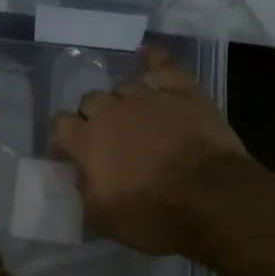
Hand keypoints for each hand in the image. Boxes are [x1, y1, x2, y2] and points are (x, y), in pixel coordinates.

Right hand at [50, 45, 248, 257]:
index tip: (74, 152)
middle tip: (111, 139)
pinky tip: (148, 55)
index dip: (67, 137)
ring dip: (125, 100)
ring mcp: (148, 96)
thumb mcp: (105, 220)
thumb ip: (85, 190)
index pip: (61, 124)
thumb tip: (82, 172)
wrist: (213, 200)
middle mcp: (112, 111)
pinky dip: (154, 60)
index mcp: (87, 141)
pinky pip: (163, 64)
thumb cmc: (154, 216)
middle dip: (95, 117)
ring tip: (138, 117)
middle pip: (91, 100)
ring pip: (125, 86)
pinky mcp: (183, 90)